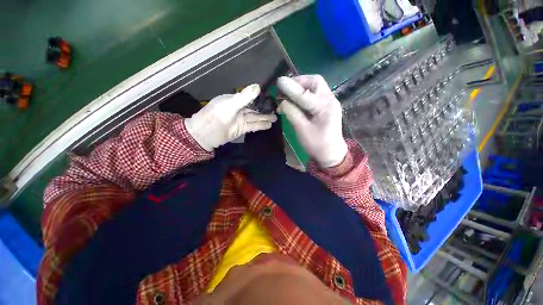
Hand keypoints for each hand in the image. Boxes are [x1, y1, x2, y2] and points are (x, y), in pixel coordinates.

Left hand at [185, 85, 276, 150]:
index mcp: (234, 100)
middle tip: (276, 110)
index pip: (250, 97)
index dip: (260, 98)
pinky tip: (269, 125)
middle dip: (265, 109)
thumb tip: (258, 86)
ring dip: (265, 118)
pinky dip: (261, 125)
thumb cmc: (215, 118)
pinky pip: (253, 126)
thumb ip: (244, 97)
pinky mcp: (241, 129)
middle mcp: (238, 109)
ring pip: (255, 117)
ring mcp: (240, 119)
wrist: (205, 135)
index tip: (271, 98)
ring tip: (275, 119)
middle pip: (254, 108)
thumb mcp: (229, 106)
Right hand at [277, 75, 347, 167]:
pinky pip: (316, 93)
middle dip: (299, 82)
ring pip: (316, 86)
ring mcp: (330, 102)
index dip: (291, 88)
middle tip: (286, 88)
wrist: (331, 153)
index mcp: (325, 107)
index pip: (306, 94)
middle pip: (315, 82)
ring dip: (302, 86)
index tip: (279, 81)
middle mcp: (330, 100)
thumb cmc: (317, 145)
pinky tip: (297, 99)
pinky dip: (305, 92)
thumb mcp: (302, 130)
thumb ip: (292, 113)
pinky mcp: (327, 106)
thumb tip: (282, 101)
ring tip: (290, 93)